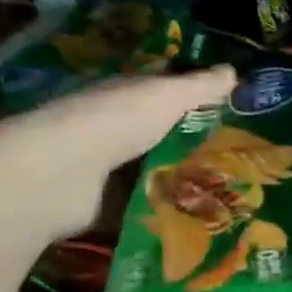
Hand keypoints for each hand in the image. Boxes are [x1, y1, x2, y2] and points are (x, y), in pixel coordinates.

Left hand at [0, 67, 236, 249]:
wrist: (58, 174)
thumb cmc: (114, 122)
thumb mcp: (165, 97)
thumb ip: (199, 87)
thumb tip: (234, 71)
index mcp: (122, 95)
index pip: (161, 92)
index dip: (191, 99)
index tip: (229, 113)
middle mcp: (109, 128)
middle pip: (154, 135)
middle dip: (186, 145)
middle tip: (233, 161)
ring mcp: (100, 168)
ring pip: (146, 171)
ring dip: (174, 181)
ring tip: (222, 195)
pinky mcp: (98, 205)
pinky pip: (136, 206)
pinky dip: (158, 212)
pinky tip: (190, 221)